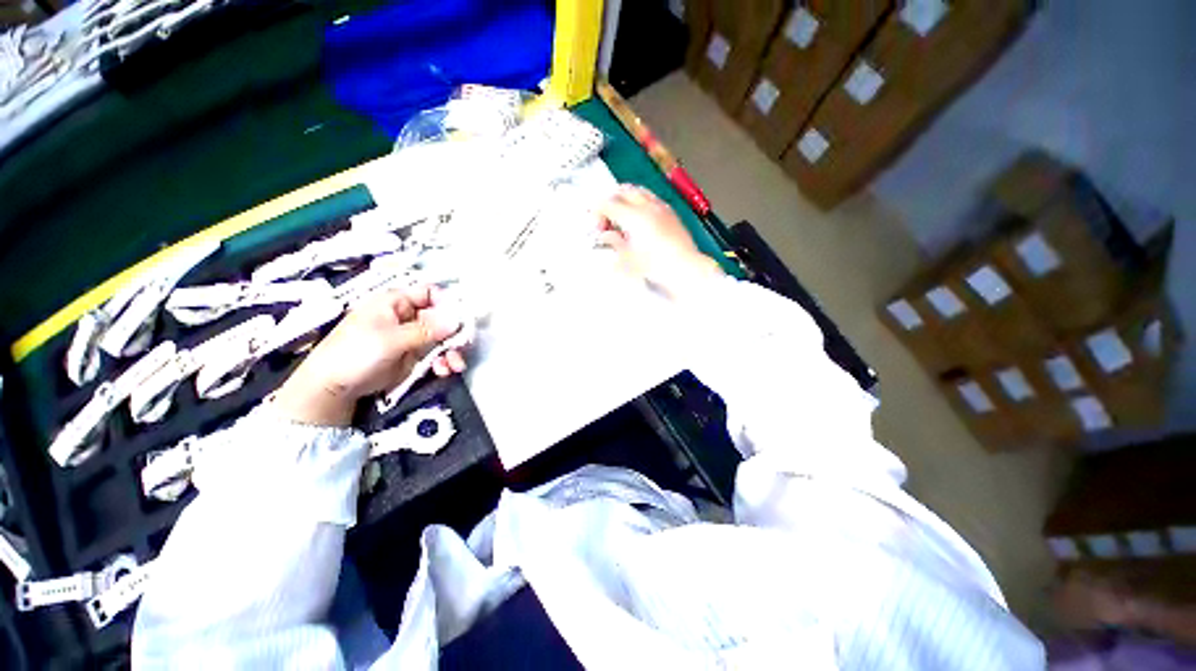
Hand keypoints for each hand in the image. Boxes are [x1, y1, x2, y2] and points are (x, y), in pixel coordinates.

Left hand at [272, 286, 466, 425]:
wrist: (333, 388)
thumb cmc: (355, 353)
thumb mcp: (391, 339)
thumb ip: (427, 329)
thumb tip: (457, 319)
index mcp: (396, 303)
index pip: (429, 293)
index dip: (447, 303)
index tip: (461, 319)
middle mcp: (407, 317)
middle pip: (441, 318)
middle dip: (454, 333)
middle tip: (465, 346)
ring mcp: (411, 337)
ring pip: (442, 338)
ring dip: (452, 351)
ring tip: (455, 366)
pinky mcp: (413, 356)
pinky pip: (436, 354)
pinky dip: (443, 361)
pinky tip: (444, 371)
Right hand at [596, 185, 722, 298]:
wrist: (686, 270)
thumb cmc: (655, 268)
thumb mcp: (629, 259)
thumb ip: (615, 243)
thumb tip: (606, 235)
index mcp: (633, 217)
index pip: (608, 204)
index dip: (597, 211)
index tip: (594, 226)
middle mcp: (647, 206)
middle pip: (622, 191)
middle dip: (610, 201)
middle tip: (605, 220)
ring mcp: (661, 207)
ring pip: (638, 191)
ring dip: (625, 199)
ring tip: (621, 218)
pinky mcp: (670, 213)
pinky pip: (650, 198)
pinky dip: (639, 202)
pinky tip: (639, 220)